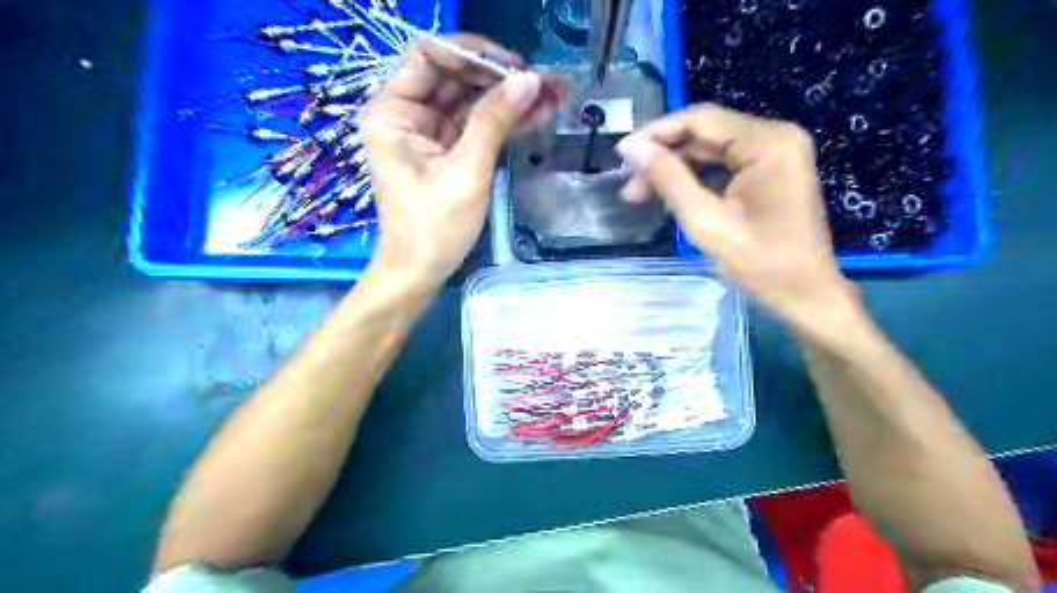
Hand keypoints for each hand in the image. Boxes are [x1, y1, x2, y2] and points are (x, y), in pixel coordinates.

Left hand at [362, 34, 561, 288]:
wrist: (419, 273)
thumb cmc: (434, 228)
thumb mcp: (466, 172)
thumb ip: (494, 121)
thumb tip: (529, 81)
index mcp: (393, 111)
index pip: (430, 55)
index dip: (475, 54)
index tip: (517, 67)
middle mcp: (405, 114)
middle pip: (456, 77)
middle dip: (502, 78)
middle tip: (549, 82)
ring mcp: (426, 133)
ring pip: (471, 101)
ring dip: (510, 99)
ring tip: (555, 96)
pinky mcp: (444, 152)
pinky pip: (475, 126)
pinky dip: (503, 122)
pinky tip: (537, 116)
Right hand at [621, 104, 857, 330]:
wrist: (806, 296)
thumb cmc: (760, 265)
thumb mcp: (706, 222)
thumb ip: (669, 179)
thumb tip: (632, 149)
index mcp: (768, 143)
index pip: (700, 120)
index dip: (656, 133)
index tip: (621, 154)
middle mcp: (776, 137)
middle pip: (707, 133)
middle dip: (664, 155)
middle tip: (629, 183)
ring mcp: (777, 154)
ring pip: (712, 149)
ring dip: (676, 168)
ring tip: (640, 193)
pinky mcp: (773, 172)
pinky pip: (725, 165)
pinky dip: (696, 178)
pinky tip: (671, 194)